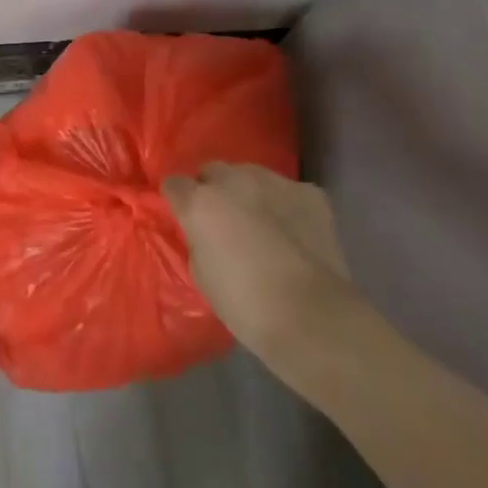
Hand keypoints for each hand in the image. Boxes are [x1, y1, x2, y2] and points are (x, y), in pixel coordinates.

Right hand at [162, 164, 366, 381]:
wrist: (313, 317)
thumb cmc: (246, 305)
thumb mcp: (201, 274)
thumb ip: (198, 241)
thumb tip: (205, 233)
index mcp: (199, 203)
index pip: (174, 183)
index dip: (179, 200)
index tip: (186, 217)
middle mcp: (233, 181)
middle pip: (212, 170)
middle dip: (213, 190)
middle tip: (223, 220)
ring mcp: (274, 182)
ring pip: (251, 174)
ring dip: (249, 192)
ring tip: (262, 222)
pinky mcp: (309, 193)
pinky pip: (288, 191)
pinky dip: (286, 205)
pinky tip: (295, 231)